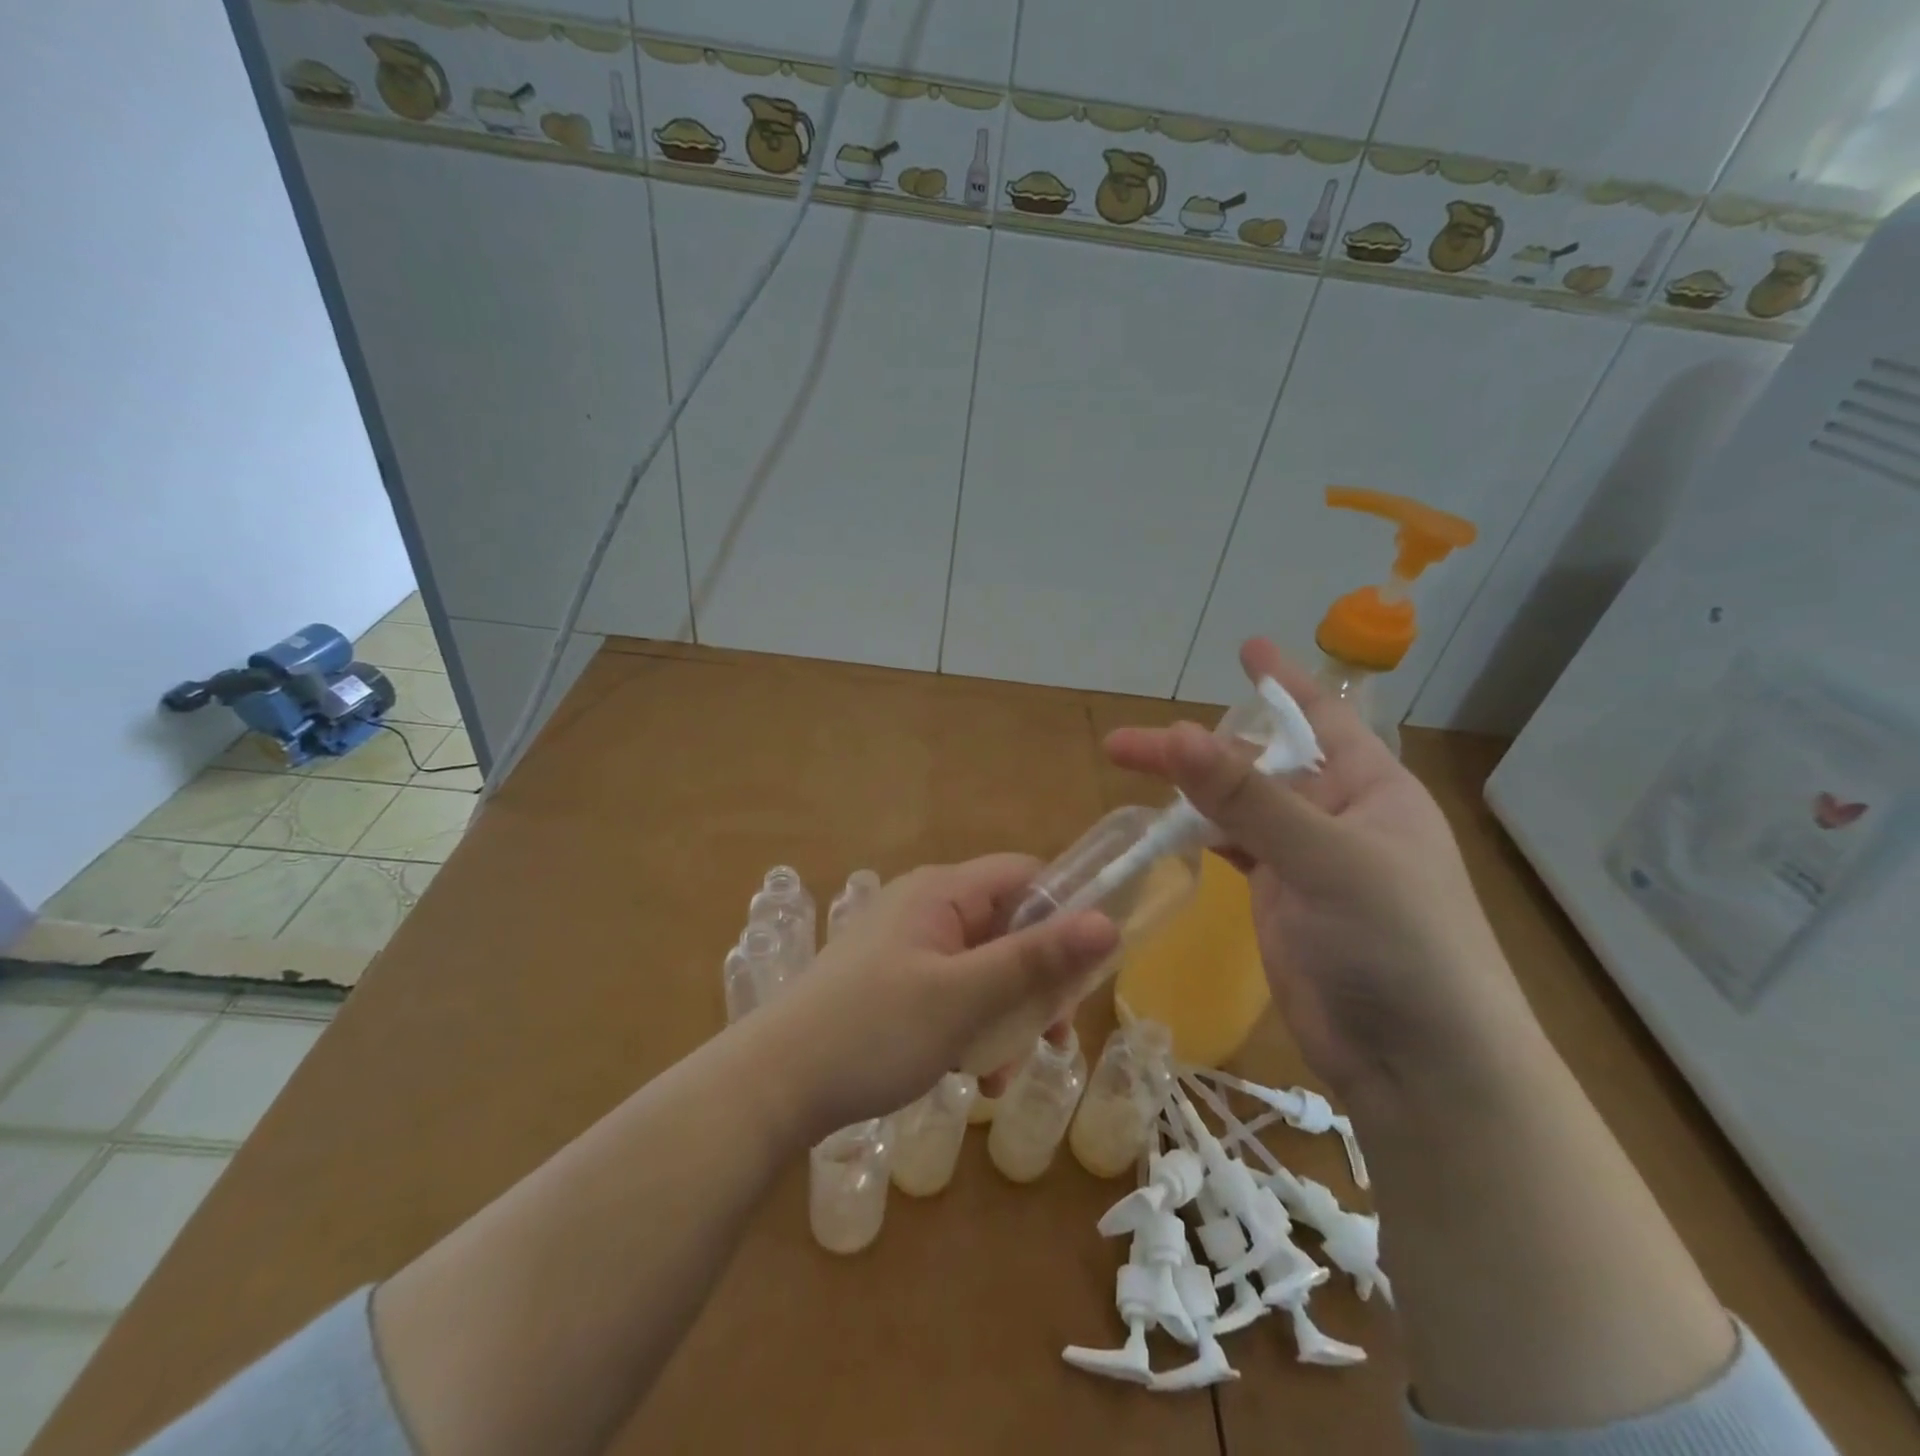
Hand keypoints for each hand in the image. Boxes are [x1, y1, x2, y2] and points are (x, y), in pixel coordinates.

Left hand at [753, 855, 1116, 1138]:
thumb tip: (1108, 924)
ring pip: (983, 970)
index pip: (1025, 876)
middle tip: (1054, 1037)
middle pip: (1008, 928)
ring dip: (1005, 1019)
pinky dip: (971, 1030)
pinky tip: (972, 1078)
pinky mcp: (893, 984)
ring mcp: (907, 948)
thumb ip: (1036, 960)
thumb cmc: (874, 1030)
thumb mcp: (965, 997)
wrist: (772, 1085)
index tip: (1090, 968)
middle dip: (1036, 984)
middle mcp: (926, 908)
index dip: (1066, 912)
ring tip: (1001, 1076)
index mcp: (941, 892)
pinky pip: (953, 994)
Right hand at [1105, 640, 1535, 1107]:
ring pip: (1239, 806)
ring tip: (1133, 775)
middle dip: (1199, 746)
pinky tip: (1167, 825)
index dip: (1282, 681)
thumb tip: (1175, 733)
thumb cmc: (1397, 946)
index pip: (1322, 717)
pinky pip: (1235, 848)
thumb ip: (1247, 797)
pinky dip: (1201, 832)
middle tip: (1129, 743)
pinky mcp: (1280, 900)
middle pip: (1260, 762)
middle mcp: (1339, 815)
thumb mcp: (1323, 859)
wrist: (1419, 1066)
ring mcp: (1307, 860)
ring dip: (1191, 789)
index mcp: (1371, 789)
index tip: (1245, 646)